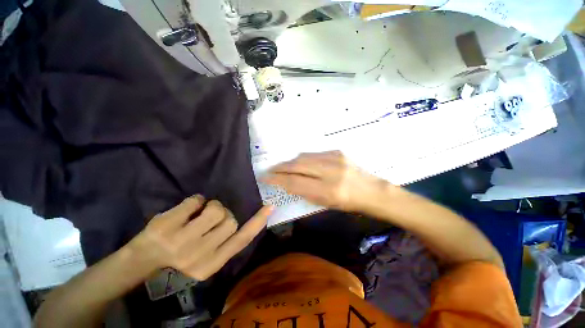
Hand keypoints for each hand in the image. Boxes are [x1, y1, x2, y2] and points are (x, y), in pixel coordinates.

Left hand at [130, 195, 271, 280]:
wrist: (148, 256)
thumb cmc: (178, 259)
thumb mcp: (205, 261)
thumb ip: (222, 247)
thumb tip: (237, 222)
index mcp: (213, 264)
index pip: (241, 241)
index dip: (256, 223)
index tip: (269, 207)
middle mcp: (202, 252)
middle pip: (230, 221)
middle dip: (224, 214)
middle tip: (212, 216)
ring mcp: (185, 237)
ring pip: (216, 210)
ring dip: (212, 205)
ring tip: (201, 210)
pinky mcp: (172, 222)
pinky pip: (195, 201)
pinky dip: (195, 201)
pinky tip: (188, 209)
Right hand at [263, 151, 387, 211]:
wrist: (371, 191)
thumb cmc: (349, 204)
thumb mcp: (326, 204)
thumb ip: (306, 193)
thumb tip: (288, 183)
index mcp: (328, 191)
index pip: (295, 182)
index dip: (277, 179)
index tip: (265, 177)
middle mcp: (330, 172)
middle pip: (297, 165)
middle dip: (280, 167)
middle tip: (269, 170)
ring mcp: (335, 159)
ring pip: (304, 156)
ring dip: (290, 161)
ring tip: (282, 166)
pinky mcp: (338, 151)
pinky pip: (314, 153)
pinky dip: (304, 158)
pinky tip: (300, 163)